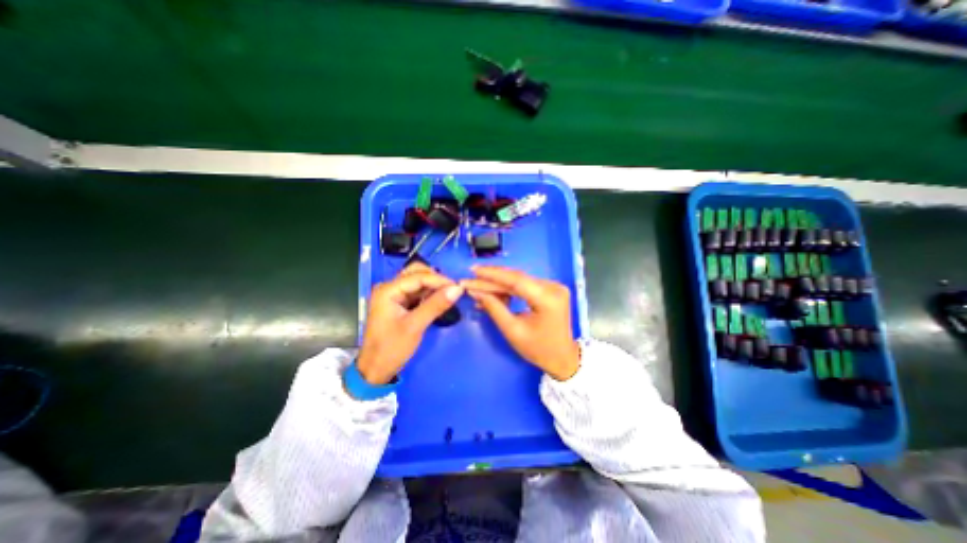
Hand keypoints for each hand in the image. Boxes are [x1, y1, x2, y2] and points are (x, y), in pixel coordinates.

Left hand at [359, 264, 464, 386]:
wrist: (375, 371)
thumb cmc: (391, 349)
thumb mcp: (415, 326)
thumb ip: (436, 305)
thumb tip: (458, 289)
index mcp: (387, 290)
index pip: (418, 276)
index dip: (439, 280)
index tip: (458, 287)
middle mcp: (389, 288)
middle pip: (416, 273)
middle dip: (435, 279)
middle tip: (453, 290)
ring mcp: (393, 296)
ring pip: (417, 282)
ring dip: (433, 286)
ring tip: (449, 294)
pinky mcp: (398, 304)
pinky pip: (416, 292)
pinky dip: (428, 294)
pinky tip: (439, 300)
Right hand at [461, 264, 576, 378]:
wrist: (563, 358)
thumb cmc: (538, 349)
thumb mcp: (513, 331)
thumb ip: (494, 308)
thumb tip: (476, 292)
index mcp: (548, 298)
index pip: (516, 280)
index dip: (492, 274)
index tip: (473, 270)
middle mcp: (553, 287)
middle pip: (516, 279)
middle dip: (491, 280)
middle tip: (470, 280)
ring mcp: (553, 287)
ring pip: (518, 281)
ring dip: (497, 285)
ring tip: (477, 288)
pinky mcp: (549, 289)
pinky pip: (524, 286)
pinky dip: (507, 290)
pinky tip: (492, 294)